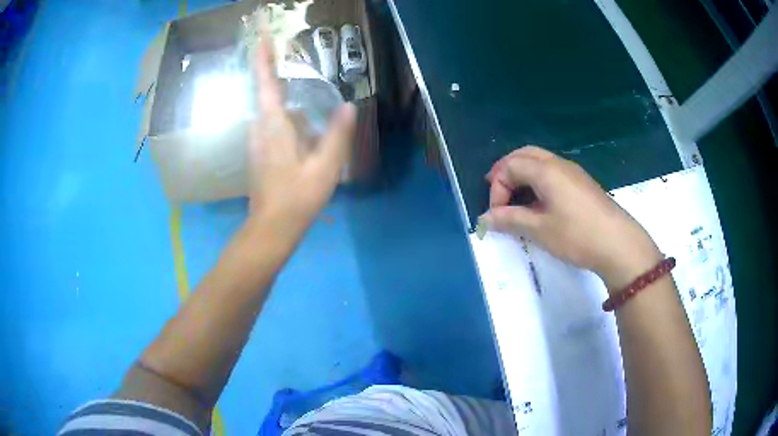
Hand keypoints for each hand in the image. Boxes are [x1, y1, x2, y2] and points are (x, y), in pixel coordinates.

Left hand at [248, 37, 355, 226]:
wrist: (272, 228)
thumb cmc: (297, 198)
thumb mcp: (325, 167)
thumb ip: (337, 135)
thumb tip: (349, 105)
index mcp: (274, 126)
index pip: (265, 84)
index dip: (263, 59)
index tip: (263, 38)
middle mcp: (260, 129)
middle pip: (268, 95)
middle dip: (279, 78)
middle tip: (295, 68)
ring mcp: (257, 142)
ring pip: (272, 113)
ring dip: (287, 104)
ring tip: (306, 108)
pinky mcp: (260, 153)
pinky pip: (273, 127)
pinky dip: (288, 121)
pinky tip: (304, 133)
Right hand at [481, 146, 662, 290]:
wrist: (619, 244)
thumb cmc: (577, 235)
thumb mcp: (540, 230)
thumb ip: (510, 220)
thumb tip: (484, 219)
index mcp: (546, 171)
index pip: (509, 167)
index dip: (497, 189)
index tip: (497, 215)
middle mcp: (558, 163)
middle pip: (524, 155)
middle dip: (506, 171)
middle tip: (498, 194)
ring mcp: (573, 171)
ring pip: (539, 160)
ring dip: (522, 174)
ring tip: (516, 198)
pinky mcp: (582, 182)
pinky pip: (552, 171)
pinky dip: (537, 179)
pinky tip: (540, 202)